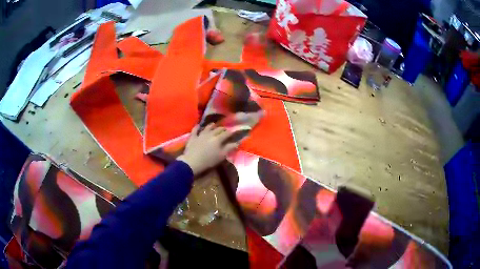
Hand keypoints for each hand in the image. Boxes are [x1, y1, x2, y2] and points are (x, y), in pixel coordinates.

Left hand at [177, 124, 239, 175]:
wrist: (192, 161)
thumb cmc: (209, 160)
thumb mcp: (221, 156)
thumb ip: (229, 148)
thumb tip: (237, 142)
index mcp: (218, 139)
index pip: (226, 133)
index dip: (231, 132)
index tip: (234, 132)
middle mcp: (210, 134)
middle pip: (218, 129)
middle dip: (222, 129)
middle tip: (225, 130)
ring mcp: (201, 134)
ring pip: (207, 127)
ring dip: (211, 126)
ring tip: (214, 125)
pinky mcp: (193, 137)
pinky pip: (195, 130)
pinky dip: (197, 127)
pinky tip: (198, 125)